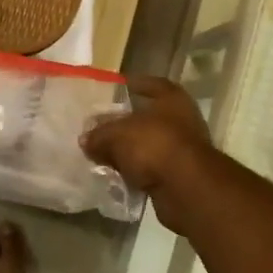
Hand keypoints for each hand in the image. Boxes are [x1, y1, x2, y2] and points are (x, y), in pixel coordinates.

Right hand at [82, 76, 213, 227]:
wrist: (186, 188)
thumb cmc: (153, 145)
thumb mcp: (116, 135)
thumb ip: (99, 135)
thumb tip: (85, 140)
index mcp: (172, 100)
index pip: (154, 84)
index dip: (137, 84)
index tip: (121, 86)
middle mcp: (182, 121)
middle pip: (149, 118)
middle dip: (127, 124)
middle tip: (103, 126)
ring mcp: (183, 150)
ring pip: (150, 145)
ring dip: (131, 151)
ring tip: (104, 154)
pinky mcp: (180, 176)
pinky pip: (151, 169)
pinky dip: (136, 171)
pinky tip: (117, 174)